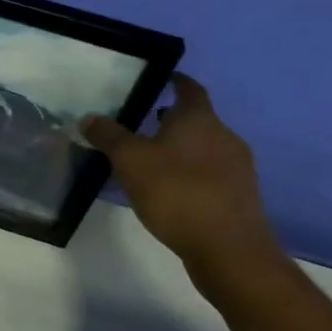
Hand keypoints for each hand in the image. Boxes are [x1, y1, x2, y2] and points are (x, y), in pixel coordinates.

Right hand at [82, 74, 275, 275]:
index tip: (159, 78)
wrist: (230, 251)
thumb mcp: (130, 160)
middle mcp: (224, 136)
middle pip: (198, 119)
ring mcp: (238, 168)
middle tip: (144, 123)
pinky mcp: (242, 198)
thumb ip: (108, 136)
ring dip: (183, 148)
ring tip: (154, 160)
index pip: (189, 88)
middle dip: (173, 119)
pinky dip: (193, 173)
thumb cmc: (177, 193)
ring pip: (206, 147)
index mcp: (199, 119)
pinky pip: (213, 174)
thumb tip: (89, 117)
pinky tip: (173, 190)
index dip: (175, 81)